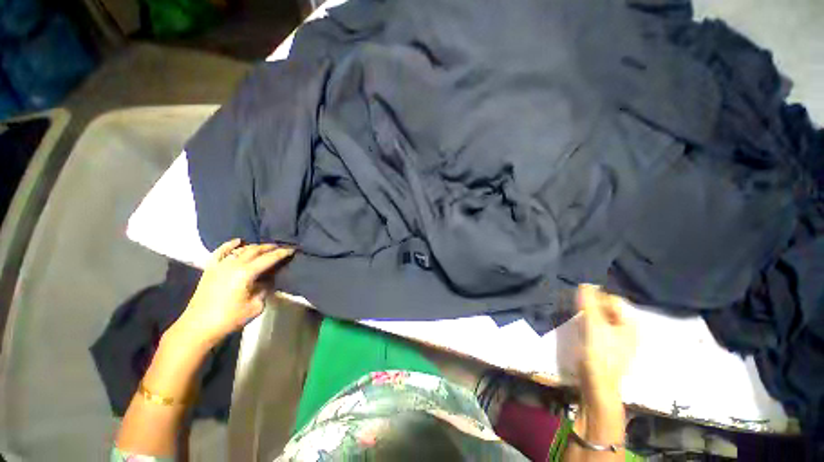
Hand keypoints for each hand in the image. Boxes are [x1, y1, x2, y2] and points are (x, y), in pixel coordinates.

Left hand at [171, 239, 294, 347]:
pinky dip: (230, 245)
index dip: (282, 253)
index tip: (292, 249)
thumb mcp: (256, 306)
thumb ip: (264, 289)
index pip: (269, 258)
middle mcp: (233, 264)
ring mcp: (220, 265)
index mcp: (246, 273)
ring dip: (254, 247)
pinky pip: (220, 252)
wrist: (198, 327)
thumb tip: (267, 280)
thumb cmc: (230, 318)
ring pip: (241, 249)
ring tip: (264, 248)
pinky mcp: (210, 269)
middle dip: (270, 247)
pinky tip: (238, 241)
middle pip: (255, 250)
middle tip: (281, 247)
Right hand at [576, 284, 636, 404]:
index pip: (612, 299)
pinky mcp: (609, 347)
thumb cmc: (599, 351)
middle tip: (576, 307)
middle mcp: (628, 329)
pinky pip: (599, 328)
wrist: (598, 383)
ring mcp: (619, 340)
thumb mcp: (593, 322)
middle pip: (607, 309)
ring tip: (577, 316)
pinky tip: (581, 327)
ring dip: (589, 314)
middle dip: (592, 305)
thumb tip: (585, 283)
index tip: (579, 298)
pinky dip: (590, 323)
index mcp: (630, 323)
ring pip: (602, 318)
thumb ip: (589, 301)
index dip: (595, 296)